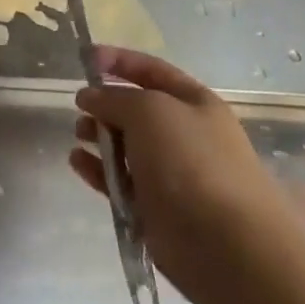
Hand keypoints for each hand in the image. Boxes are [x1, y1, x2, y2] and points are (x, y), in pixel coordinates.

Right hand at [70, 46, 301, 303]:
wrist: (227, 245)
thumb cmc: (191, 162)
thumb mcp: (149, 111)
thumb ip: (114, 97)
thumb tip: (90, 96)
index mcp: (194, 104)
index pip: (152, 70)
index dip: (119, 60)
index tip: (85, 58)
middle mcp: (185, 135)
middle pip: (136, 109)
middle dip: (105, 104)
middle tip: (81, 108)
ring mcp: (171, 173)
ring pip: (125, 146)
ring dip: (98, 136)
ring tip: (79, 135)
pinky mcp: (155, 207)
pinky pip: (119, 180)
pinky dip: (97, 170)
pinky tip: (77, 162)